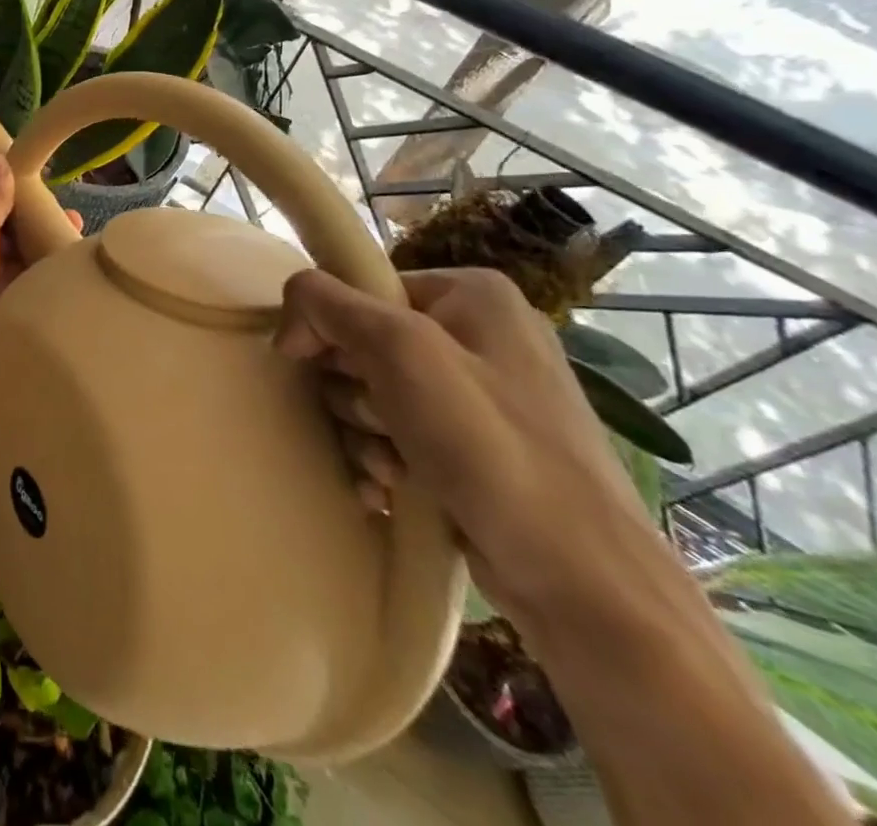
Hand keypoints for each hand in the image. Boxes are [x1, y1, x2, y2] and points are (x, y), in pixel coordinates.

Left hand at [0, 156, 81, 389]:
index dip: (33, 214)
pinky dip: (37, 299)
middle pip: (15, 247)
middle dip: (45, 242)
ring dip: (44, 272)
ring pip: (19, 276)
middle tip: (83, 241)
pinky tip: (67, 299)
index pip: (5, 217)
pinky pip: (19, 303)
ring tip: (84, 269)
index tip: (67, 214)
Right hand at [276, 266, 661, 624]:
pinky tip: (389, 489)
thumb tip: (290, 320)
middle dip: (354, 393)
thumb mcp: (399, 352)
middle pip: (362, 343)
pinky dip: (382, 459)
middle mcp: (481, 336)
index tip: (338, 374)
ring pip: (372, 393)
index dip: (332, 328)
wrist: (585, 587)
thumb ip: (327, 305)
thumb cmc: (491, 450)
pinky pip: (396, 434)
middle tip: (378, 426)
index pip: (361, 289)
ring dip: (363, 433)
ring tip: (390, 469)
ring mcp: (482, 396)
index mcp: (473, 295)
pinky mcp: (477, 449)